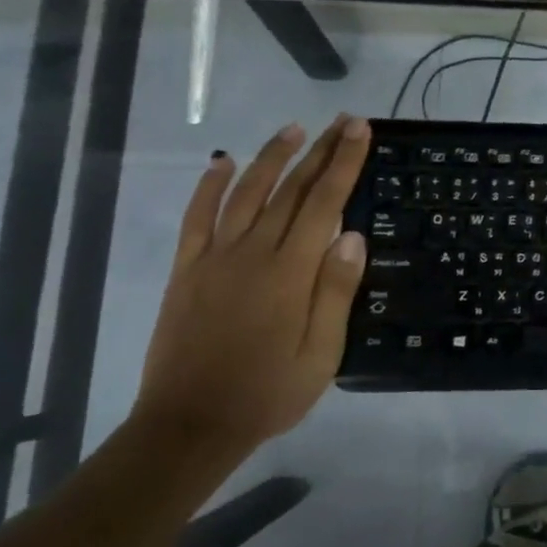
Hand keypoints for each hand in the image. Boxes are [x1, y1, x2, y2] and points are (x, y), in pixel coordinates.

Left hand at [135, 115, 370, 448]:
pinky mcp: (186, 270)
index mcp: (290, 272)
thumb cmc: (268, 393)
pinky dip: (209, 186)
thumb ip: (336, 292)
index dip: (344, 163)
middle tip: (342, 122)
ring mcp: (214, 258)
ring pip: (246, 193)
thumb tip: (352, 234)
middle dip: (320, 151)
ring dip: (271, 157)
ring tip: (294, 129)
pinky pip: (197, 218)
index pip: (324, 203)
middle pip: (291, 190)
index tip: (360, 131)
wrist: (190, 424)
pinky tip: (222, 162)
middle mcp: (253, 252)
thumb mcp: (321, 354)